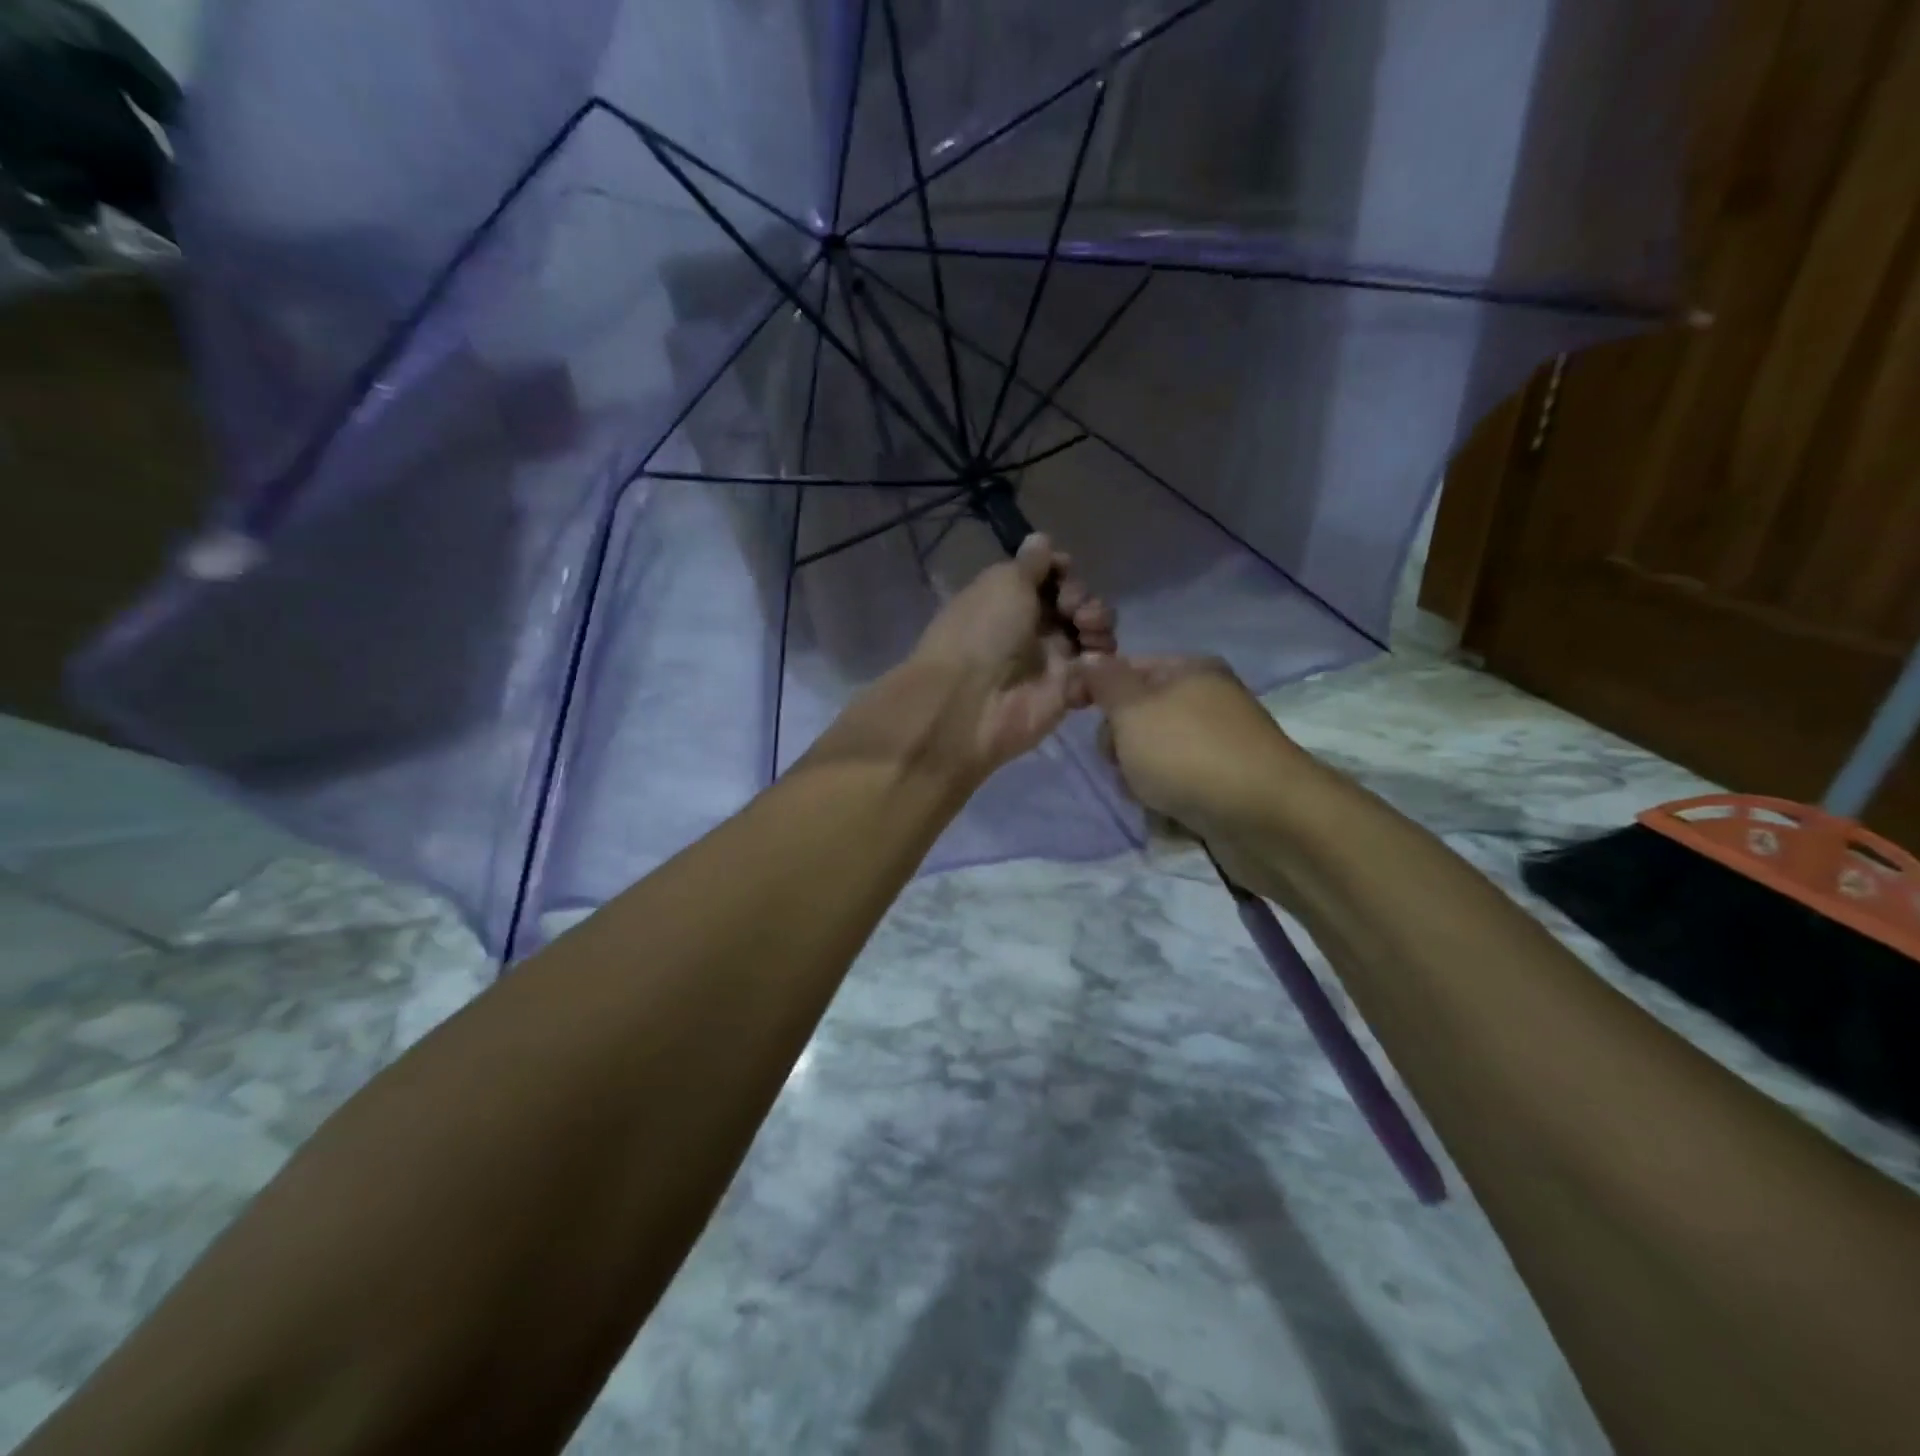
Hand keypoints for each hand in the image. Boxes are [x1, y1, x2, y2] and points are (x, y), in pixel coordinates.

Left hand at [908, 534, 1115, 771]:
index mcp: (1010, 598)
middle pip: (1077, 604)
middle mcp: (1032, 628)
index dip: (1063, 571)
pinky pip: (1098, 674)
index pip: (1051, 577)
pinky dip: (1103, 665)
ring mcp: (1051, 662)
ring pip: (1093, 636)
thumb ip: (1031, 563)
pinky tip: (1092, 662)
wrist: (970, 701)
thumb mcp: (1004, 582)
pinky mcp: (1067, 693)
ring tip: (1088, 633)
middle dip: (1084, 599)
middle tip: (1074, 610)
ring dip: (1099, 626)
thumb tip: (1042, 540)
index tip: (1064, 571)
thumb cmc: (983, 631)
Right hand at [1081, 655, 1308, 836]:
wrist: (1264, 818)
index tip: (1075, 713)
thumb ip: (1105, 682)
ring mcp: (1218, 743)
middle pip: (1138, 715)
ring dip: (1138, 776)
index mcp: (1190, 670)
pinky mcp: (1224, 782)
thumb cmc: (1188, 753)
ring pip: (1152, 754)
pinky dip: (1165, 796)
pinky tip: (1167, 811)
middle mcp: (1207, 700)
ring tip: (1146, 793)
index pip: (1128, 668)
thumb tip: (1090, 657)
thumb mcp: (1133, 710)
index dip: (1098, 689)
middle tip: (1122, 761)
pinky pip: (1176, 782)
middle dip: (1119, 743)